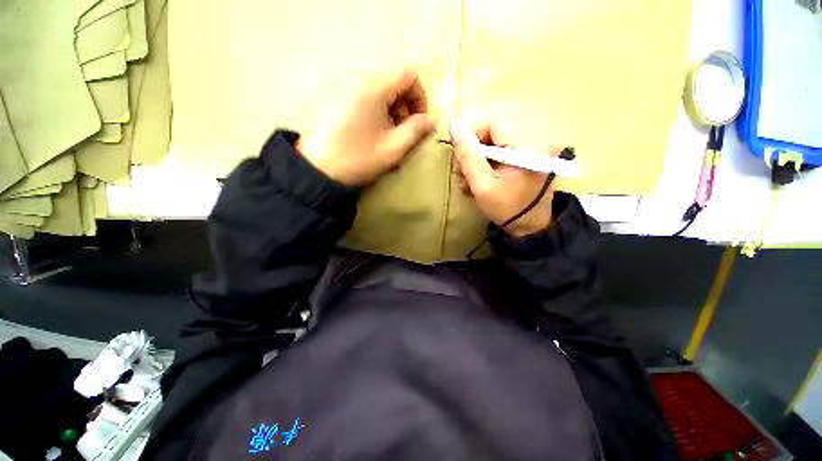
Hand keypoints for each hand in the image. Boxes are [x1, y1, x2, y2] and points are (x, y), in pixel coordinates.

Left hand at [297, 68, 436, 185]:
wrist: (316, 170)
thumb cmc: (357, 159)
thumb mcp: (392, 148)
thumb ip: (416, 130)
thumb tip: (432, 119)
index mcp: (372, 87)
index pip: (408, 74)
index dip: (420, 97)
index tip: (418, 122)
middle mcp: (356, 78)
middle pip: (392, 81)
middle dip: (404, 106)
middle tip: (402, 132)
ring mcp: (341, 86)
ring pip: (378, 89)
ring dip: (390, 109)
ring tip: (386, 135)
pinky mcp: (333, 97)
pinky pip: (362, 95)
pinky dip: (374, 110)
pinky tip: (369, 132)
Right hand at [450, 122, 557, 237]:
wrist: (529, 229)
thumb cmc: (507, 209)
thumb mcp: (482, 185)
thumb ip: (468, 156)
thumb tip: (454, 126)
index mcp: (526, 148)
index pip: (494, 125)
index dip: (471, 136)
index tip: (457, 155)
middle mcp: (532, 144)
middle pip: (493, 135)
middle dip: (471, 152)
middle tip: (459, 172)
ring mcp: (529, 153)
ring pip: (493, 146)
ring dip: (475, 161)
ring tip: (465, 181)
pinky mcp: (524, 161)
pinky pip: (499, 155)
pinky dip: (484, 166)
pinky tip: (476, 181)